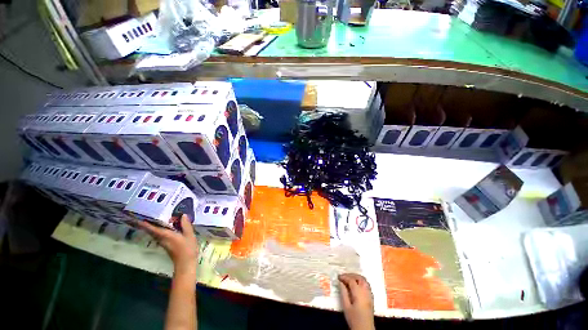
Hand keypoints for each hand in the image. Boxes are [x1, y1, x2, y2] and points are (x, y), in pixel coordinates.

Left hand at [137, 215, 198, 274]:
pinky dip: (160, 230)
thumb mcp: (189, 235)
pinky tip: (167, 227)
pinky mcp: (167, 245)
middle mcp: (162, 239)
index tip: (138, 218)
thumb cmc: (187, 249)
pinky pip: (160, 235)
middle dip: (148, 224)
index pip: (153, 229)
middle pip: (152, 231)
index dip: (145, 223)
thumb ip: (186, 225)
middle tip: (147, 215)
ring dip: (153, 227)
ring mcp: (163, 243)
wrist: (185, 263)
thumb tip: (183, 215)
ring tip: (156, 218)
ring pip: (155, 233)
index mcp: (166, 235)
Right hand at [338, 273, 374, 329]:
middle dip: (351, 275)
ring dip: (356, 277)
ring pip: (364, 280)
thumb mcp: (346, 307)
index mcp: (359, 293)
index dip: (344, 277)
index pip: (351, 280)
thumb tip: (340, 282)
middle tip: (343, 277)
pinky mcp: (371, 297)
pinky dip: (360, 281)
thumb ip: (343, 293)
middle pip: (359, 278)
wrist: (365, 329)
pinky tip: (355, 285)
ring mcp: (370, 294)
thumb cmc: (354, 318)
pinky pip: (366, 285)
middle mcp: (366, 291)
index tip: (338, 277)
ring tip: (349, 279)